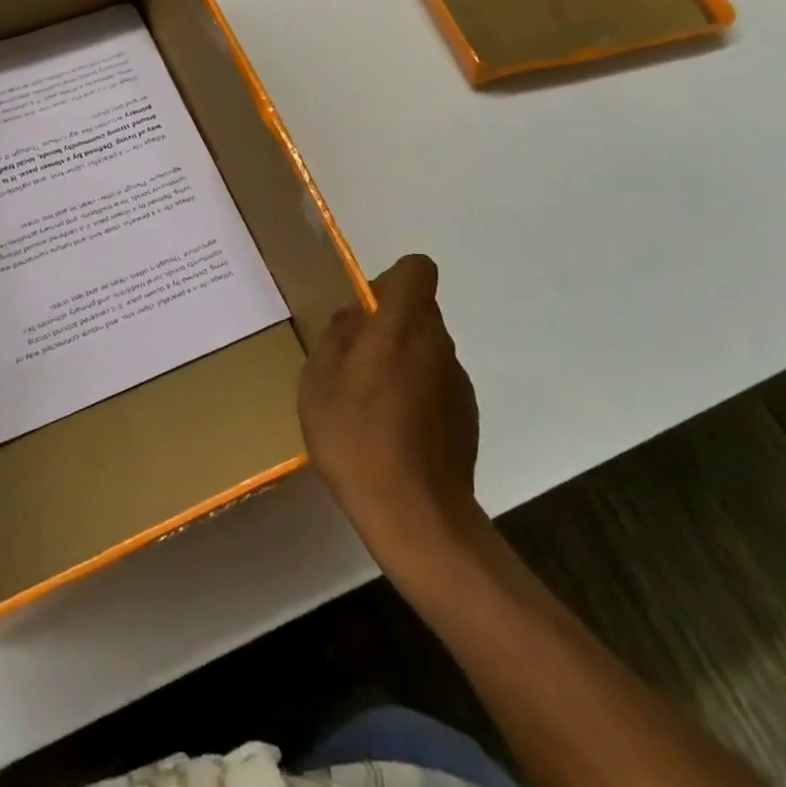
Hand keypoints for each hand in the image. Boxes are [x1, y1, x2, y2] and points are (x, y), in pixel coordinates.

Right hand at [299, 254, 483, 566]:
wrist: (417, 517)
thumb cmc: (357, 440)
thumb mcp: (318, 385)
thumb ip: (335, 339)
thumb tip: (353, 317)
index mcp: (402, 327)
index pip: (417, 269)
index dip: (391, 278)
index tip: (366, 310)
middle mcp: (438, 343)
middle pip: (421, 307)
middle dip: (390, 320)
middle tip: (355, 360)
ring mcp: (458, 379)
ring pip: (428, 345)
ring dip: (403, 357)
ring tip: (372, 402)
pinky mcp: (467, 413)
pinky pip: (437, 380)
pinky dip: (419, 390)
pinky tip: (396, 431)